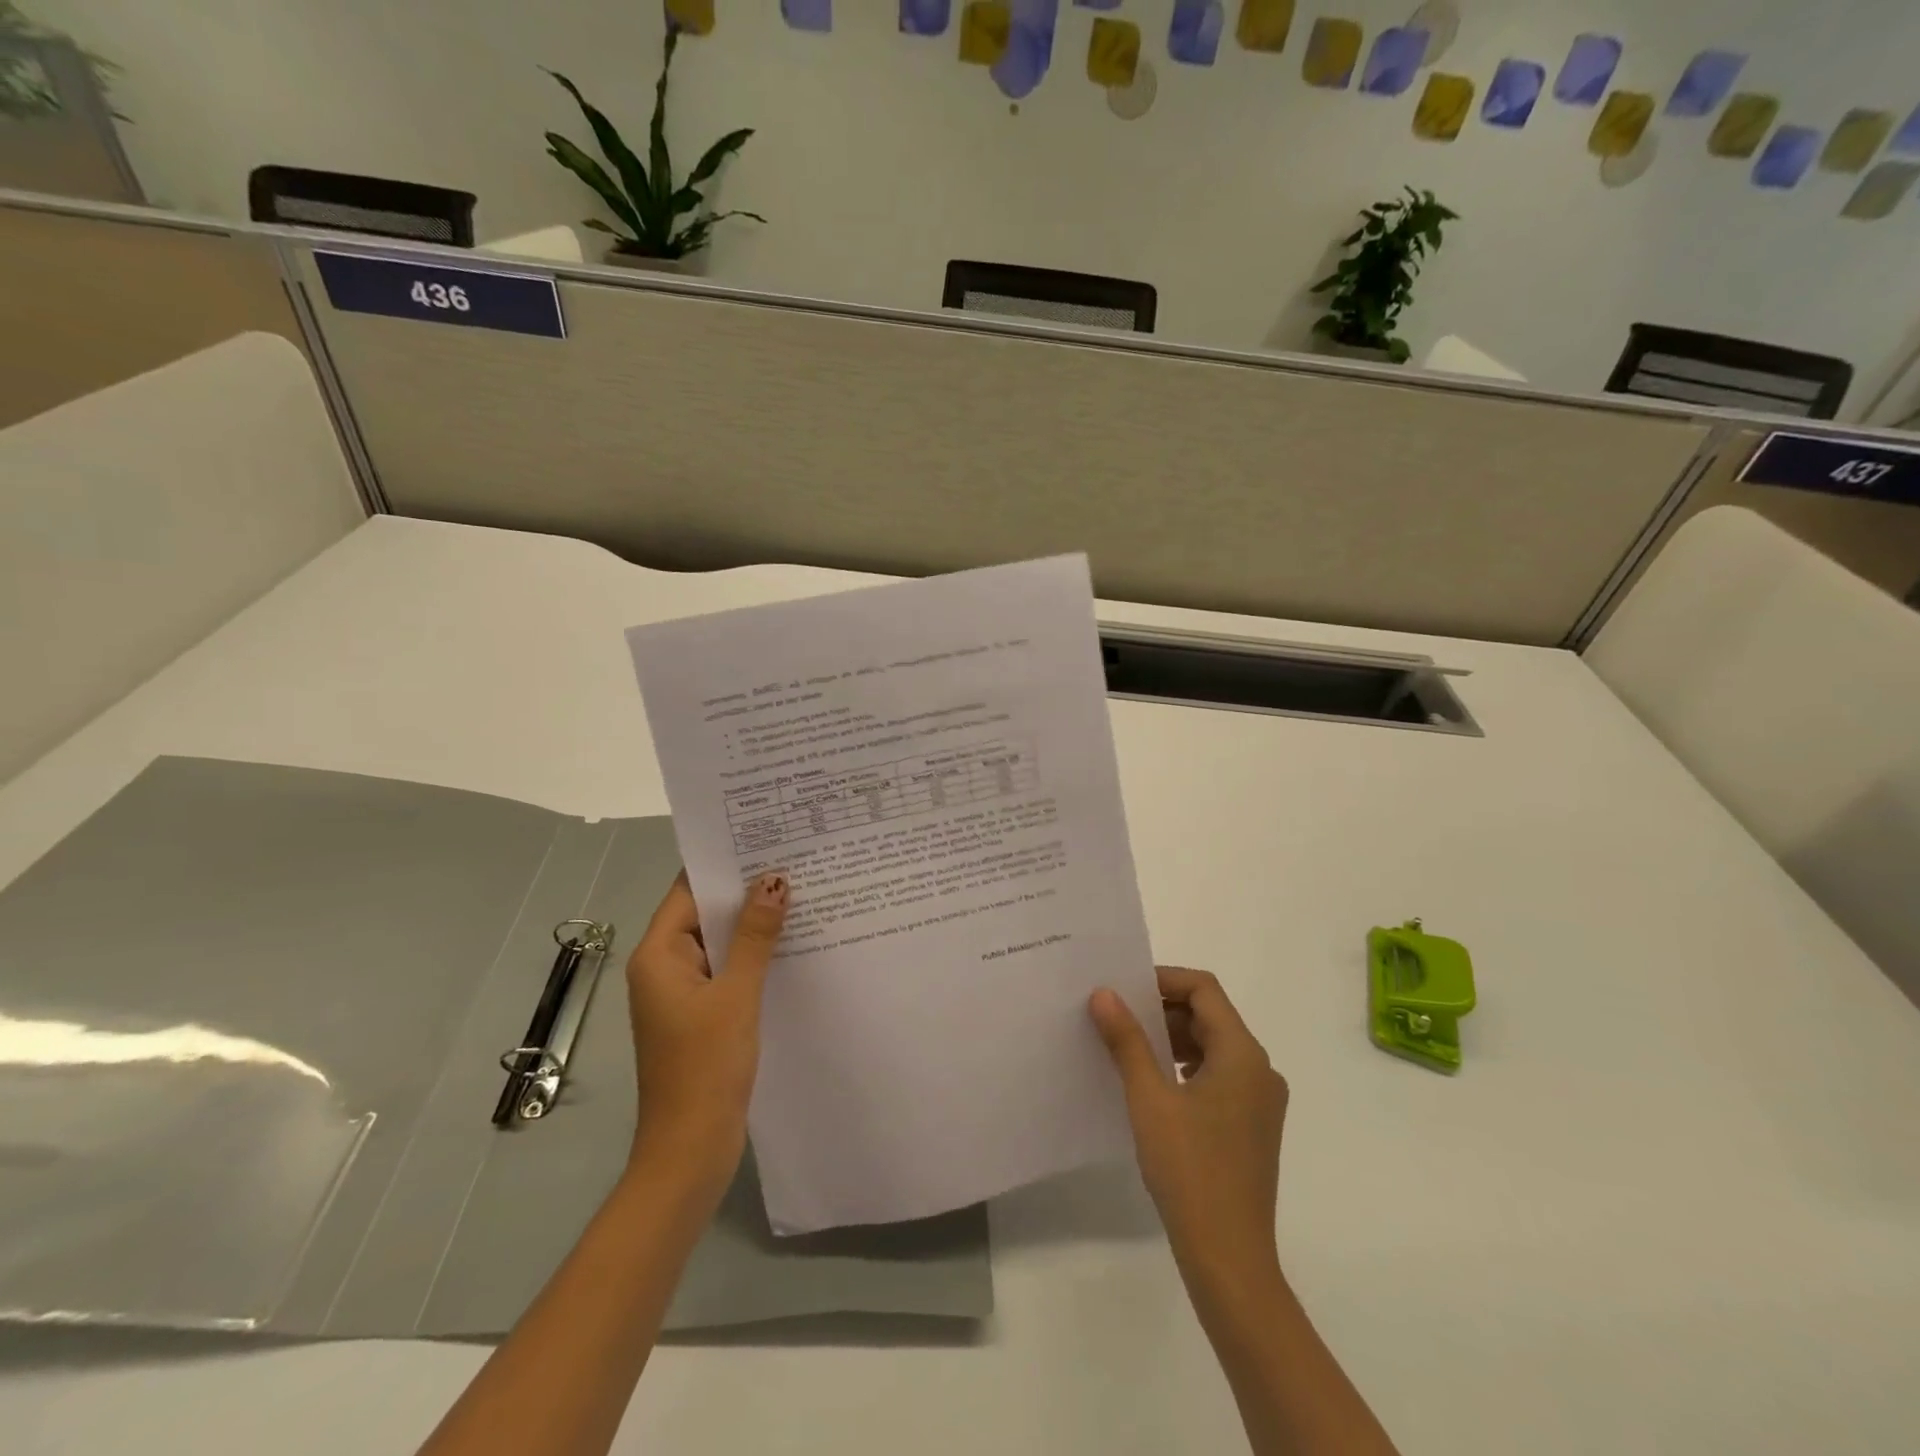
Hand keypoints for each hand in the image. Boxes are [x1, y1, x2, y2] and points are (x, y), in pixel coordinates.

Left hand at [625, 870, 788, 1202]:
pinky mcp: (702, 1016)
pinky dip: (754, 957)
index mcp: (659, 955)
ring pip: (720, 944)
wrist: (690, 1150)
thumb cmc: (706, 1066)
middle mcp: (665, 968)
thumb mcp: (736, 994)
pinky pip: (728, 971)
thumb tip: (773, 881)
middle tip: (797, 863)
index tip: (766, 841)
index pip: (689, 891)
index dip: (724, 866)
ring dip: (754, 926)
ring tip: (804, 895)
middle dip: (747, 893)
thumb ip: (754, 936)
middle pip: (705, 915)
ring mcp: (684, 994)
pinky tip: (794, 947)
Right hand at [1089, 966, 1288, 1284]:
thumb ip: (1127, 1040)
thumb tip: (1103, 994)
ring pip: (1214, 1047)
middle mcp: (1260, 1070)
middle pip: (1210, 1016)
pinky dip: (1185, 1068)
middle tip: (1117, 1016)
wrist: (1230, 1260)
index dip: (1163, 979)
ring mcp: (1260, 1101)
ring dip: (1172, 1039)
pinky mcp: (1252, 1127)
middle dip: (1163, 1010)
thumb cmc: (1190, 1170)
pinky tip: (1153, 1086)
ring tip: (1128, 1048)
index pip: (1204, 989)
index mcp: (1243, 1054)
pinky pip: (1218, 1077)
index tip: (1123, 988)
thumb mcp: (1149, 1098)